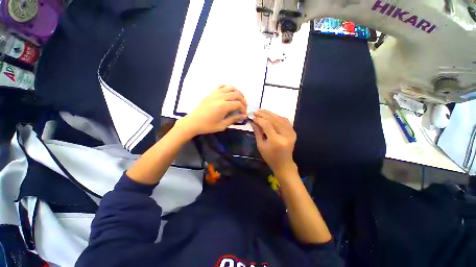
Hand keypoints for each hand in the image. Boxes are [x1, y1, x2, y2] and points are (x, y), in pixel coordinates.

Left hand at [176, 85, 246, 136]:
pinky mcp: (211, 93)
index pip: (239, 104)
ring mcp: (216, 93)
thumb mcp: (222, 125)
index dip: (243, 109)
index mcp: (224, 106)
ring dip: (237, 92)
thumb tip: (243, 116)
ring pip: (231, 88)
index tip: (243, 115)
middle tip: (243, 107)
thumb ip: (233, 119)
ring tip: (238, 99)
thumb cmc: (207, 126)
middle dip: (243, 100)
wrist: (193, 122)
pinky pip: (222, 86)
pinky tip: (229, 93)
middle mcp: (221, 97)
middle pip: (237, 94)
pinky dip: (228, 88)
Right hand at [251, 109, 296, 177]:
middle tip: (256, 111)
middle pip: (274, 120)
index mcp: (276, 141)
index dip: (259, 119)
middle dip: (264, 114)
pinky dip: (278, 117)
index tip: (252, 117)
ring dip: (271, 114)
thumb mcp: (261, 145)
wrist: (283, 164)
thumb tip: (253, 120)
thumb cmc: (270, 157)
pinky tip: (271, 115)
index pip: (267, 125)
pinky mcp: (293, 132)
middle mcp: (285, 135)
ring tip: (262, 111)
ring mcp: (291, 133)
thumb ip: (257, 132)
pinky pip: (285, 121)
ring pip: (280, 119)